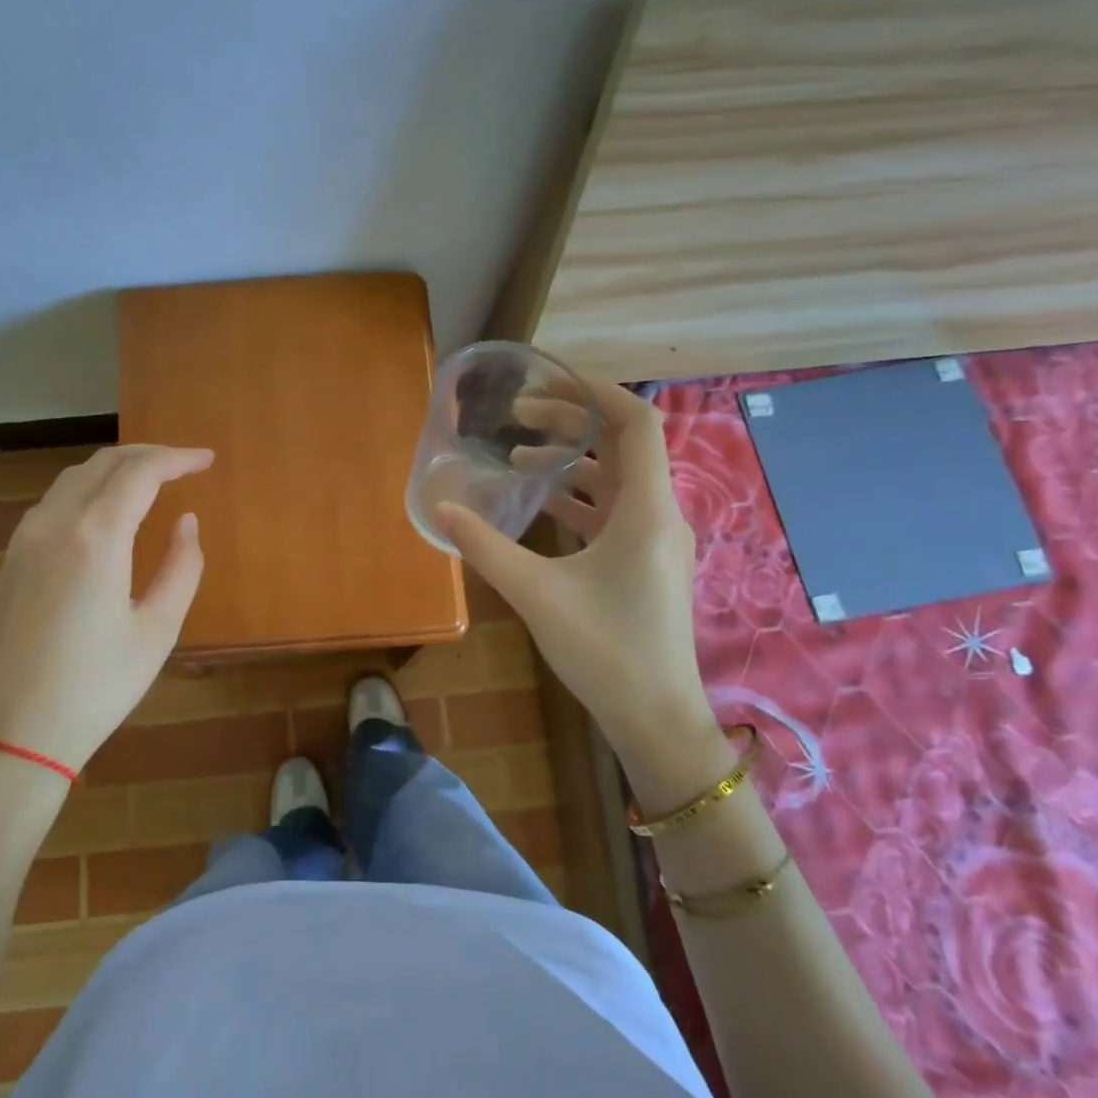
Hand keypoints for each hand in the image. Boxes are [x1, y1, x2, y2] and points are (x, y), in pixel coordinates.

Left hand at [0, 444, 210, 773]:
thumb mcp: (157, 631)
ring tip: (151, 481)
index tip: (207, 460)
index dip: (177, 458)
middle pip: (104, 463)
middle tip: (185, 465)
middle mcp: (54, 523)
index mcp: (96, 537)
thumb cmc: (96, 687)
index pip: (140, 472)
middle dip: (149, 455)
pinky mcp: (10, 560)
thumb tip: (186, 522)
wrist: (10, 733)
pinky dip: (89, 490)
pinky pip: (54, 502)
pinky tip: (107, 511)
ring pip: (74, 478)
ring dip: (116, 469)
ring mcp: (24, 539)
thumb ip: (182, 567)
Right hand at [438, 383, 729, 798]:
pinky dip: (579, 497)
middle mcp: (659, 514)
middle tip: (517, 417)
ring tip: (519, 455)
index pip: (637, 422)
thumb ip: (485, 547)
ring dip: (572, 461)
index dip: (596, 391)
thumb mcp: (535, 594)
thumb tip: (439, 508)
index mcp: (646, 510)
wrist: (655, 717)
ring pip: (616, 479)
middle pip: (623, 445)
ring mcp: (655, 540)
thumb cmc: (604, 650)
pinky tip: (539, 504)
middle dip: (572, 422)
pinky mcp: (645, 562)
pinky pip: (613, 511)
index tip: (547, 380)